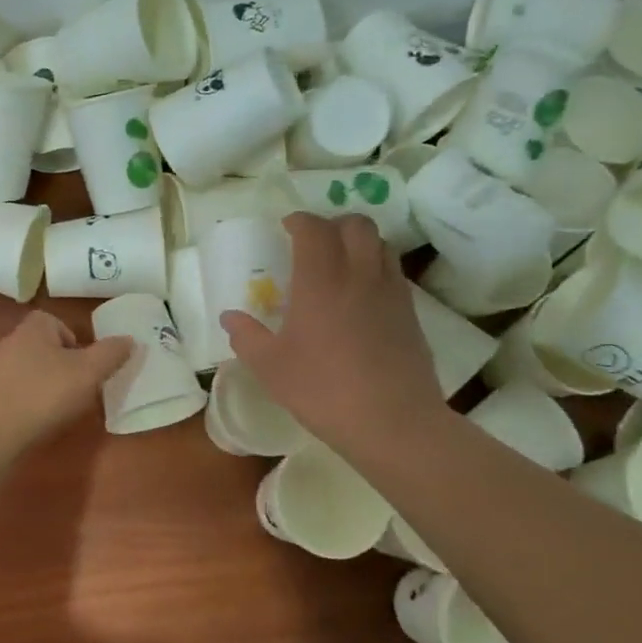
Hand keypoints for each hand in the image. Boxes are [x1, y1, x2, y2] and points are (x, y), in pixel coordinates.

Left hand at [0, 311, 132, 455]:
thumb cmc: (42, 395)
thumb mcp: (87, 373)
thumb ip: (110, 354)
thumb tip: (130, 339)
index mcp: (33, 328)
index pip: (57, 322)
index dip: (76, 342)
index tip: (86, 367)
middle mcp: (9, 343)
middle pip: (45, 348)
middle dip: (63, 367)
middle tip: (78, 390)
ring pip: (30, 372)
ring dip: (46, 387)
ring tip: (58, 410)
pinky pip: (15, 393)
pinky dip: (28, 404)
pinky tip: (35, 423)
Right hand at [220, 213, 448, 453]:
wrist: (392, 421)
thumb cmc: (323, 390)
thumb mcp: (271, 368)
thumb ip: (247, 337)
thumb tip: (230, 317)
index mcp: (321, 281)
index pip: (314, 229)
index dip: (299, 221)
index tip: (286, 228)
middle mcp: (359, 274)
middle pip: (356, 225)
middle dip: (334, 224)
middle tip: (316, 242)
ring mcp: (391, 292)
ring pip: (381, 244)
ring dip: (360, 243)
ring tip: (343, 263)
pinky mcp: (411, 313)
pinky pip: (394, 273)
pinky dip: (377, 269)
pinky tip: (364, 297)